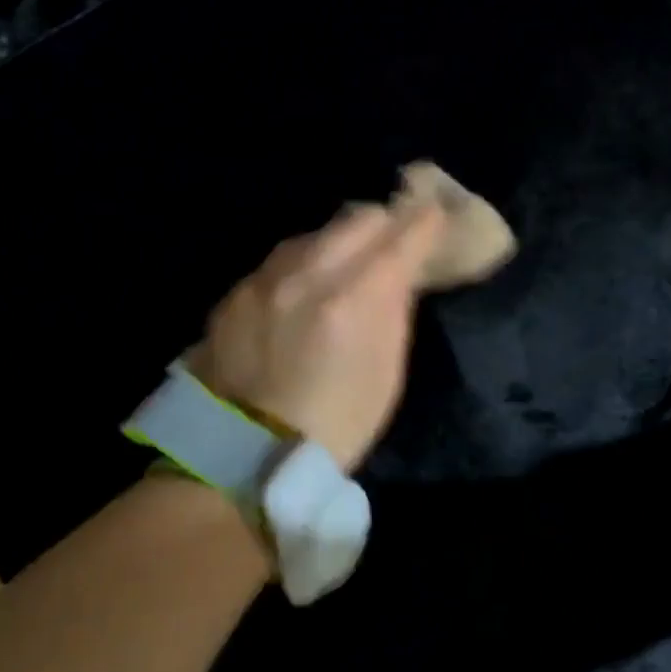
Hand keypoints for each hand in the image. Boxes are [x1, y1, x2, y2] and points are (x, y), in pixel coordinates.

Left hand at [191, 201, 447, 471]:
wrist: (245, 453)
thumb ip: (393, 311)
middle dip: (384, 222)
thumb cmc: (336, 425)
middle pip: (358, 218)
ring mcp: (265, 279)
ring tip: (346, 262)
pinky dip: (301, 266)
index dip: (426, 223)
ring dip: (338, 241)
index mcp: (355, 298)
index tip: (435, 219)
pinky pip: (279, 261)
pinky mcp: (235, 292)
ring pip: (314, 234)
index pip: (403, 235)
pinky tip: (301, 290)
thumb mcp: (386, 374)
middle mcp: (308, 273)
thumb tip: (399, 273)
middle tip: (394, 237)